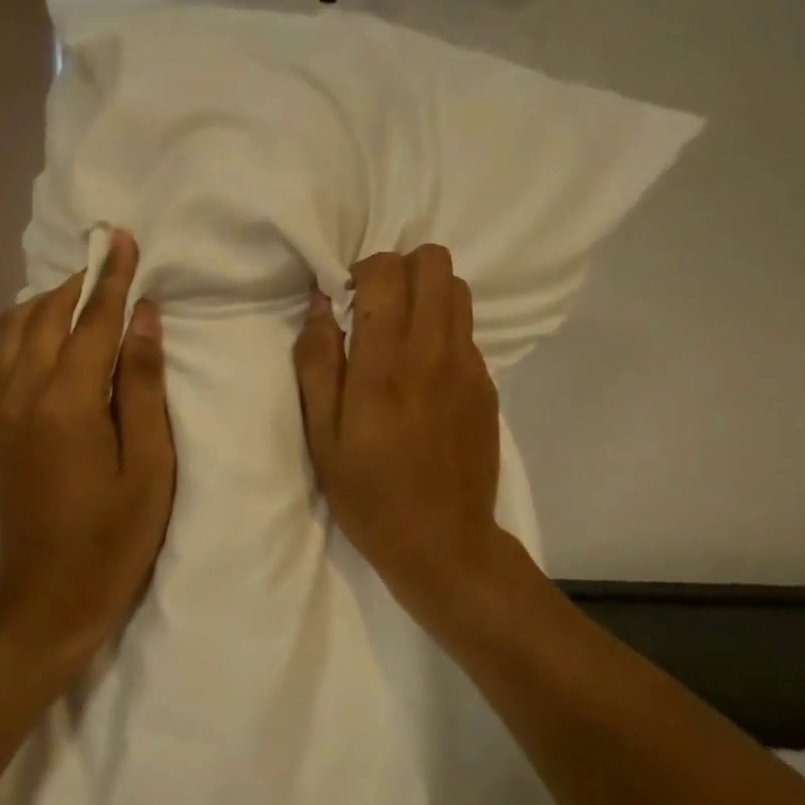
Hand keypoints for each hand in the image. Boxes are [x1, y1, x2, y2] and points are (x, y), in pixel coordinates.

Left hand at [0, 230, 174, 663]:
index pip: (93, 322)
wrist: (46, 600)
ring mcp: (1, 412)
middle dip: (79, 282)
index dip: (112, 278)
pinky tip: (47, 334)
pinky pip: (3, 358)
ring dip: (48, 303)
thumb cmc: (113, 539)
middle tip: (110, 259)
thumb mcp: (149, 467)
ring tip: (82, 293)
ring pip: (15, 333)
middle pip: (47, 317)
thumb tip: (143, 321)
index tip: (123, 238)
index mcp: (68, 403)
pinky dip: (25, 331)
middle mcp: (24, 395)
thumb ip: (143, 387)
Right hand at [294, 245, 506, 607]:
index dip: (363, 270)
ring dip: (426, 294)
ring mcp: (469, 367)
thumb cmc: (369, 494)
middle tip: (377, 308)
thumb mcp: (322, 436)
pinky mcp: (488, 386)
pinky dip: (443, 332)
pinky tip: (425, 376)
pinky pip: (467, 332)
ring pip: (458, 290)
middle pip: (434, 262)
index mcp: (385, 366)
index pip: (387, 271)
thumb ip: (317, 363)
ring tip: (401, 334)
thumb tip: (319, 303)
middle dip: (401, 270)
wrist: (443, 543)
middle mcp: (434, 353)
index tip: (347, 300)